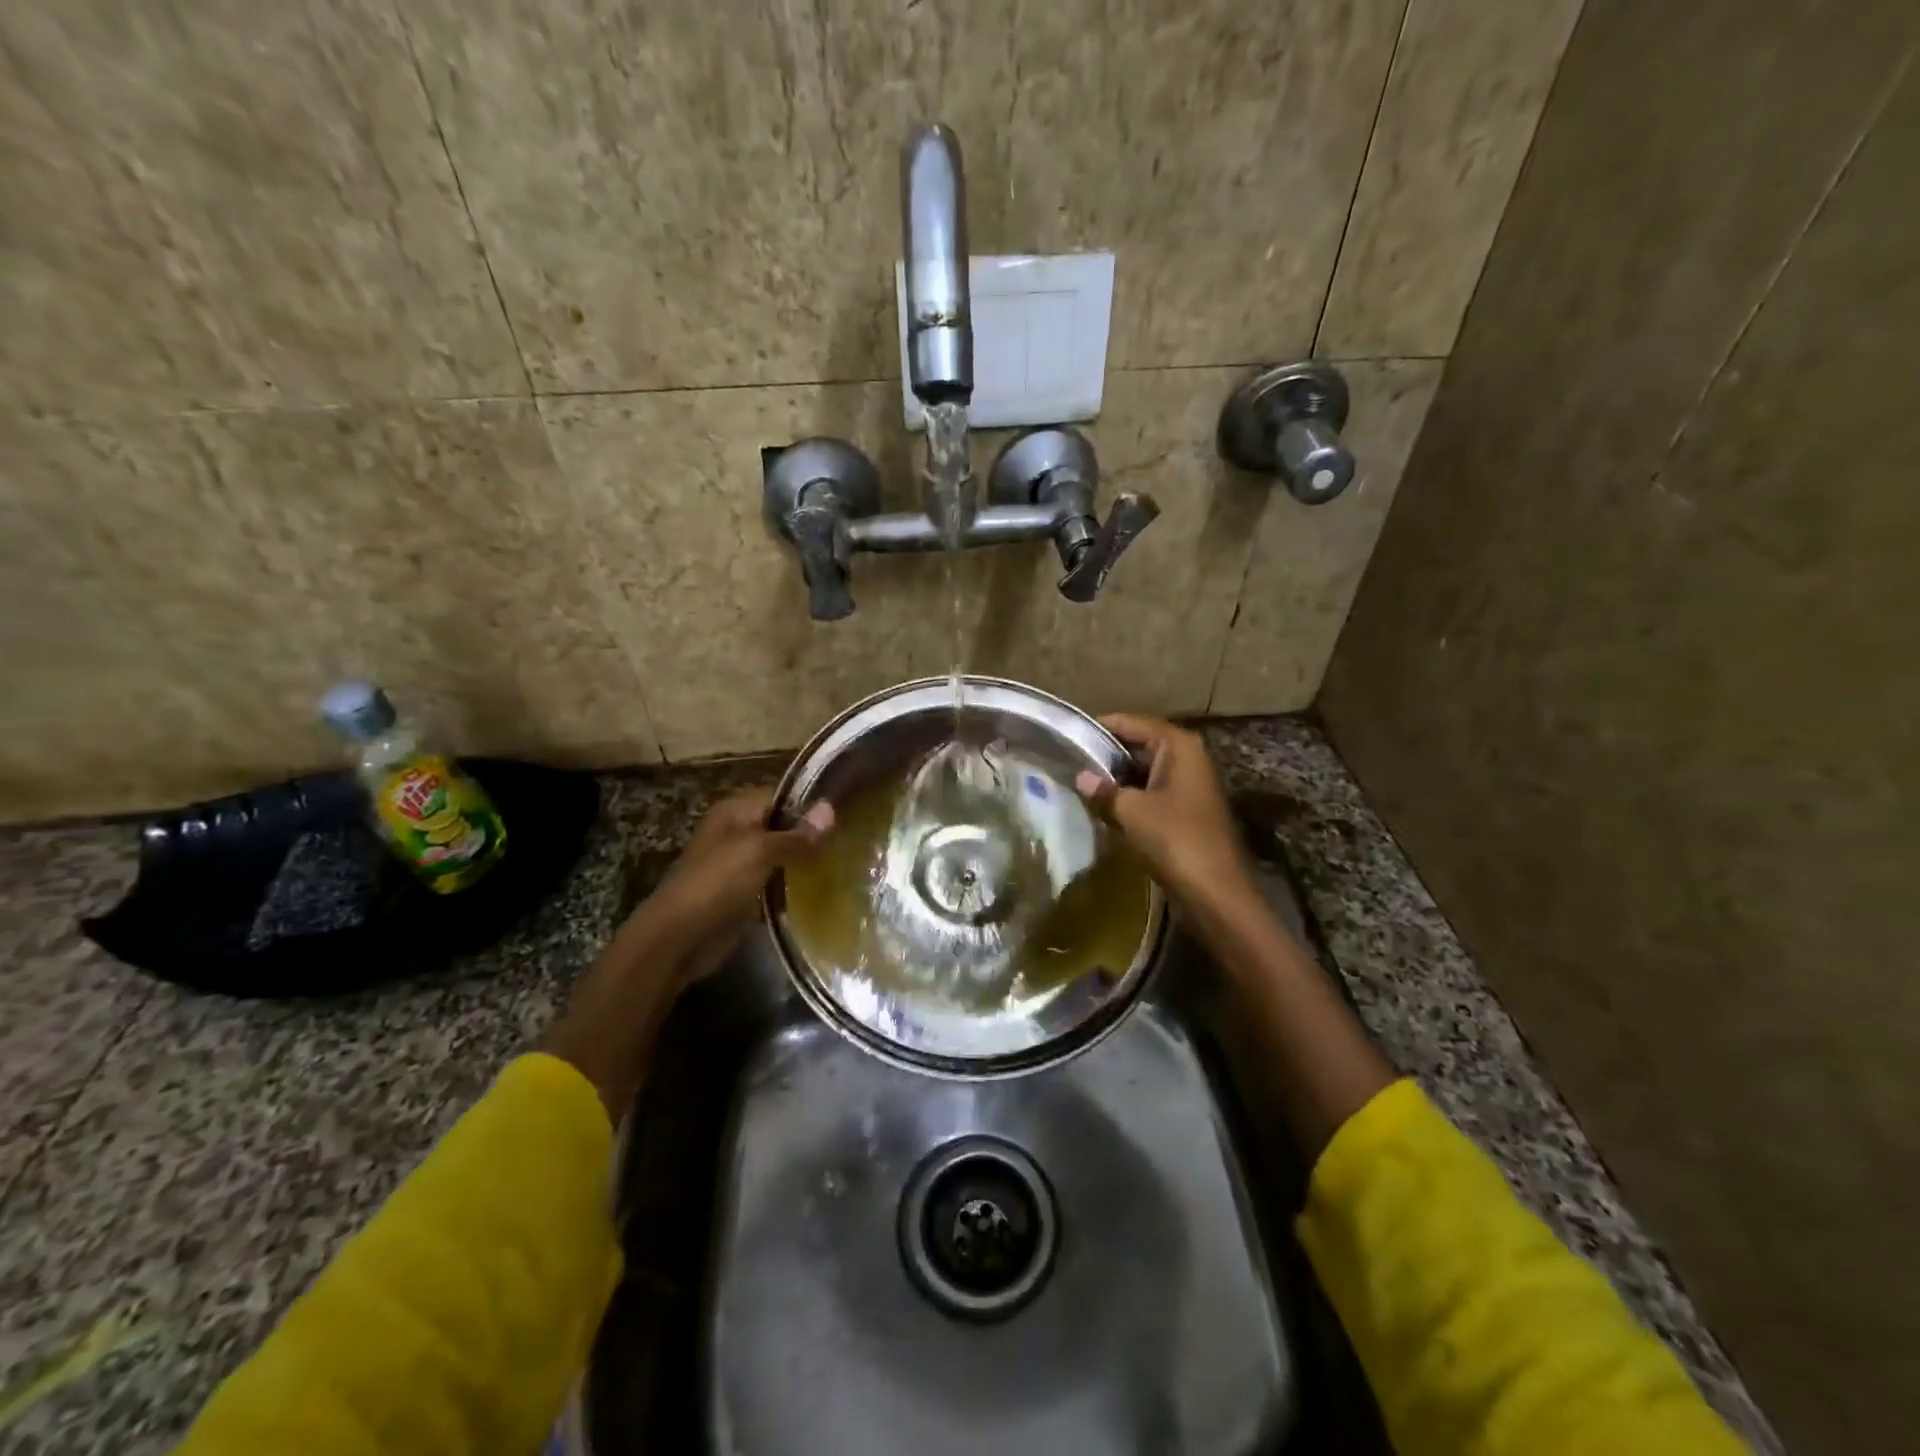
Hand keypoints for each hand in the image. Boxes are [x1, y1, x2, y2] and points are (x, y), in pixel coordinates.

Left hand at [647, 786, 835, 946]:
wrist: (679, 938)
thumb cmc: (717, 882)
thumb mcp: (760, 851)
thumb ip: (796, 834)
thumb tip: (831, 808)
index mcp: (735, 811)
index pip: (781, 795)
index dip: (810, 802)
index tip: (846, 811)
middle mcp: (736, 832)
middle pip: (781, 826)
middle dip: (810, 833)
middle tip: (851, 839)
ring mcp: (739, 865)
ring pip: (780, 856)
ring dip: (804, 861)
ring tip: (844, 862)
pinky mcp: (743, 894)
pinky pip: (774, 883)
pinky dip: (793, 886)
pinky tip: (821, 889)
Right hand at [1074, 714, 1255, 919]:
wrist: (1215, 891)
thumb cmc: (1175, 838)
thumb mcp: (1131, 810)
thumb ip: (1104, 790)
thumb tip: (1080, 777)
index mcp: (1178, 746)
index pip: (1132, 722)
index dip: (1100, 727)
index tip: (1068, 733)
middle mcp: (1187, 757)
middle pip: (1139, 744)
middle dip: (1106, 754)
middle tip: (1068, 760)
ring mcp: (1188, 785)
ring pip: (1143, 771)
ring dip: (1116, 778)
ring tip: (1079, 782)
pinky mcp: (1185, 810)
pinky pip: (1150, 793)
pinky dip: (1129, 797)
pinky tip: (1103, 807)